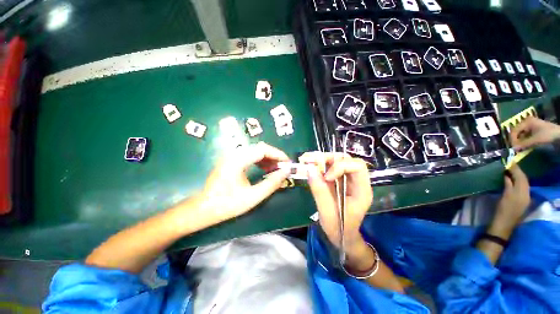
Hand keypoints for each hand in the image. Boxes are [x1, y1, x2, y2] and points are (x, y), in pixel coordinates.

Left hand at [197, 142, 289, 225]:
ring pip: (255, 151)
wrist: (204, 208)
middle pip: (260, 148)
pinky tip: (265, 170)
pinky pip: (250, 156)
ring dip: (268, 158)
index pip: (263, 149)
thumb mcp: (253, 197)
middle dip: (274, 156)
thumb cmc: (227, 204)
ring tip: (276, 169)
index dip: (278, 154)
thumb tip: (286, 172)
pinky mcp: (231, 161)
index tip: (288, 163)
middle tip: (283, 167)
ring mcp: (232, 156)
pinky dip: (260, 161)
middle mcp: (234, 154)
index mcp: (237, 160)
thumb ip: (271, 184)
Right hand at [301, 152, 372, 249]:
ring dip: (322, 159)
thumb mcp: (328, 212)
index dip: (340, 167)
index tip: (326, 177)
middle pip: (346, 160)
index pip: (357, 166)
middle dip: (328, 158)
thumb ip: (320, 191)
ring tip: (307, 160)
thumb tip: (310, 170)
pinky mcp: (338, 181)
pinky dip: (319, 164)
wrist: (342, 237)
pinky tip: (308, 164)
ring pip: (337, 161)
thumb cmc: (339, 228)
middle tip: (311, 161)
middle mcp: (356, 181)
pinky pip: (329, 167)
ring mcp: (347, 180)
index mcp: (362, 190)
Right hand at [489, 164, 530, 237]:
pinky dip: (517, 182)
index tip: (509, 161)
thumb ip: (508, 185)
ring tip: (510, 171)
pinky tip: (512, 181)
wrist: (503, 226)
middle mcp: (526, 194)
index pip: (521, 177)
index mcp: (522, 193)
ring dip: (517, 176)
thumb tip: (507, 174)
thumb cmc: (502, 211)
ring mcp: (525, 198)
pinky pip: (522, 188)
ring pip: (523, 184)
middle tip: (509, 164)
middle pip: (524, 180)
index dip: (516, 169)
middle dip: (518, 171)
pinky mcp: (522, 201)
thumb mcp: (504, 197)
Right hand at [510, 116, 559, 148]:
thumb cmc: (547, 134)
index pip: (514, 131)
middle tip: (516, 149)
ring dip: (520, 141)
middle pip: (517, 132)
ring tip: (520, 148)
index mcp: (526, 122)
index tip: (513, 147)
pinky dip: (524, 141)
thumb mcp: (536, 139)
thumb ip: (524, 144)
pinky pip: (525, 136)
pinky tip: (525, 146)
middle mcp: (527, 122)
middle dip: (516, 140)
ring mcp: (530, 126)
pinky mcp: (533, 130)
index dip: (512, 139)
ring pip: (521, 134)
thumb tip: (513, 149)